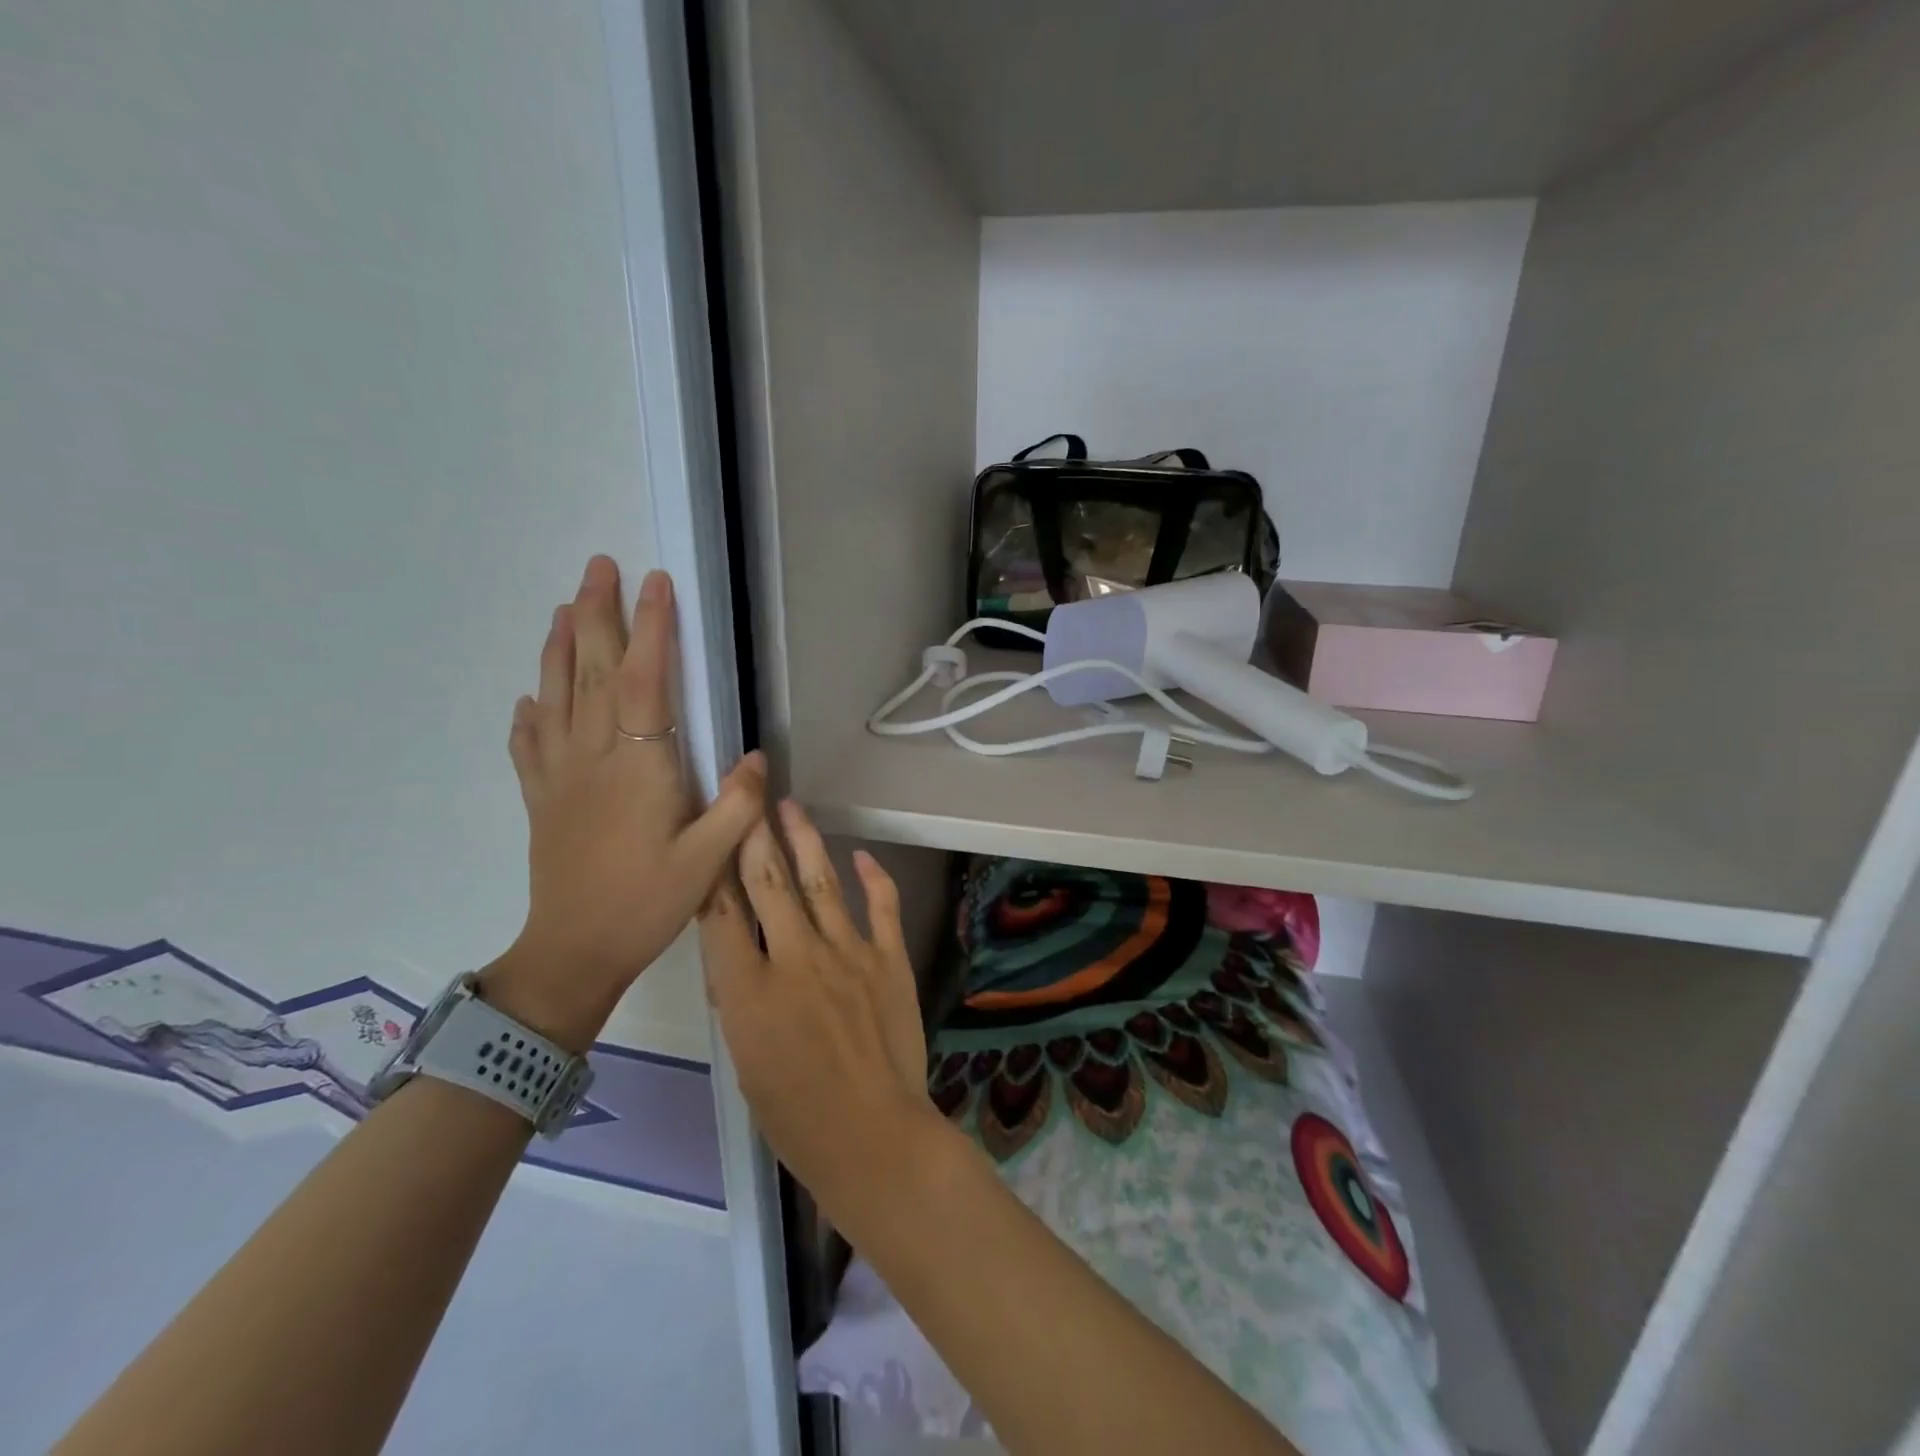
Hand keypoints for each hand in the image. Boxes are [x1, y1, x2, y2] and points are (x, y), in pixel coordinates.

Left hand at [483, 556, 765, 1050]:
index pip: (643, 680)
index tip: (656, 583)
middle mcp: (593, 757)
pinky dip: (529, 714)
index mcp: (638, 766)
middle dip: (594, 614)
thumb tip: (756, 755)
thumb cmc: (647, 903)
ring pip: (555, 696)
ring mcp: (560, 776)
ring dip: (558, 647)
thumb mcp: (709, 859)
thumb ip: (737, 804)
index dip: (651, 629)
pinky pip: (529, 745)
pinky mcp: (541, 798)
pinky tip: (530, 697)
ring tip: (562, 608)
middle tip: (597, 567)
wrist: (574, 951)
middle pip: (590, 671)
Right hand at [700, 800, 931, 1207]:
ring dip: (804, 839)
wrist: (872, 1136)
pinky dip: (873, 876)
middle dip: (753, 833)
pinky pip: (881, 905)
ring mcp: (848, 954)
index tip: (709, 831)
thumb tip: (740, 956)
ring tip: (791, 806)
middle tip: (747, 793)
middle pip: (768, 882)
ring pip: (821, 881)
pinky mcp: (889, 960)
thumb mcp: (745, 1058)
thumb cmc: (794, 1114)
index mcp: (750, 990)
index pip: (721, 913)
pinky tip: (861, 854)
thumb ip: (741, 998)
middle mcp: (796, 959)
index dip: (712, 866)